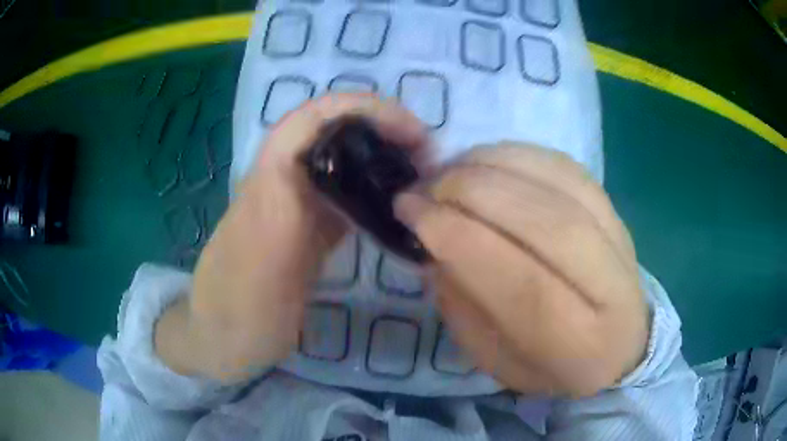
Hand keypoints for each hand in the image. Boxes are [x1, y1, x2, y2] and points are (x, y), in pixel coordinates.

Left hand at [155, 94, 426, 381]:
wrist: (222, 337)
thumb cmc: (237, 311)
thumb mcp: (257, 266)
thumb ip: (282, 216)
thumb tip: (320, 175)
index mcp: (272, 181)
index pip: (317, 116)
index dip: (367, 109)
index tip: (414, 133)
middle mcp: (285, 182)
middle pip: (335, 131)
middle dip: (384, 129)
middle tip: (427, 157)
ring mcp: (298, 206)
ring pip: (343, 161)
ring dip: (382, 155)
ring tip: (421, 174)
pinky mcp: (307, 231)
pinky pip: (345, 196)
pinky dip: (375, 189)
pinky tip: (397, 205)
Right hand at [395, 144, 648, 396]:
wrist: (616, 341)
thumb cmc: (551, 364)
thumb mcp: (495, 358)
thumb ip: (464, 304)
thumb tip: (435, 238)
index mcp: (579, 343)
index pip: (522, 283)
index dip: (458, 238)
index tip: (410, 212)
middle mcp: (611, 288)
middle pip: (545, 223)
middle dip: (471, 193)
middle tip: (424, 188)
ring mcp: (619, 238)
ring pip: (557, 183)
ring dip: (490, 166)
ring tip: (449, 172)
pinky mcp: (614, 208)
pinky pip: (564, 165)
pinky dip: (516, 154)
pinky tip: (486, 162)